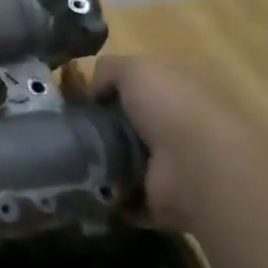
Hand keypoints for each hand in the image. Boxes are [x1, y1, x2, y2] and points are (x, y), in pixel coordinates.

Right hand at [62, 54, 253, 228]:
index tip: (80, 101)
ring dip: (101, 164)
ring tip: (70, 160)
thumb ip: (110, 69)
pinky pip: (126, 197)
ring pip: (126, 161)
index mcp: (178, 92)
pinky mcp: (164, 199)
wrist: (198, 164)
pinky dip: (107, 196)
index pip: (141, 89)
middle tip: (69, 132)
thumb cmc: (170, 106)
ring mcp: (173, 166)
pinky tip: (84, 187)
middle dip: (99, 130)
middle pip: (129, 126)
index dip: (109, 92)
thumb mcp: (135, 68)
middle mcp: (178, 127)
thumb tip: (95, 92)